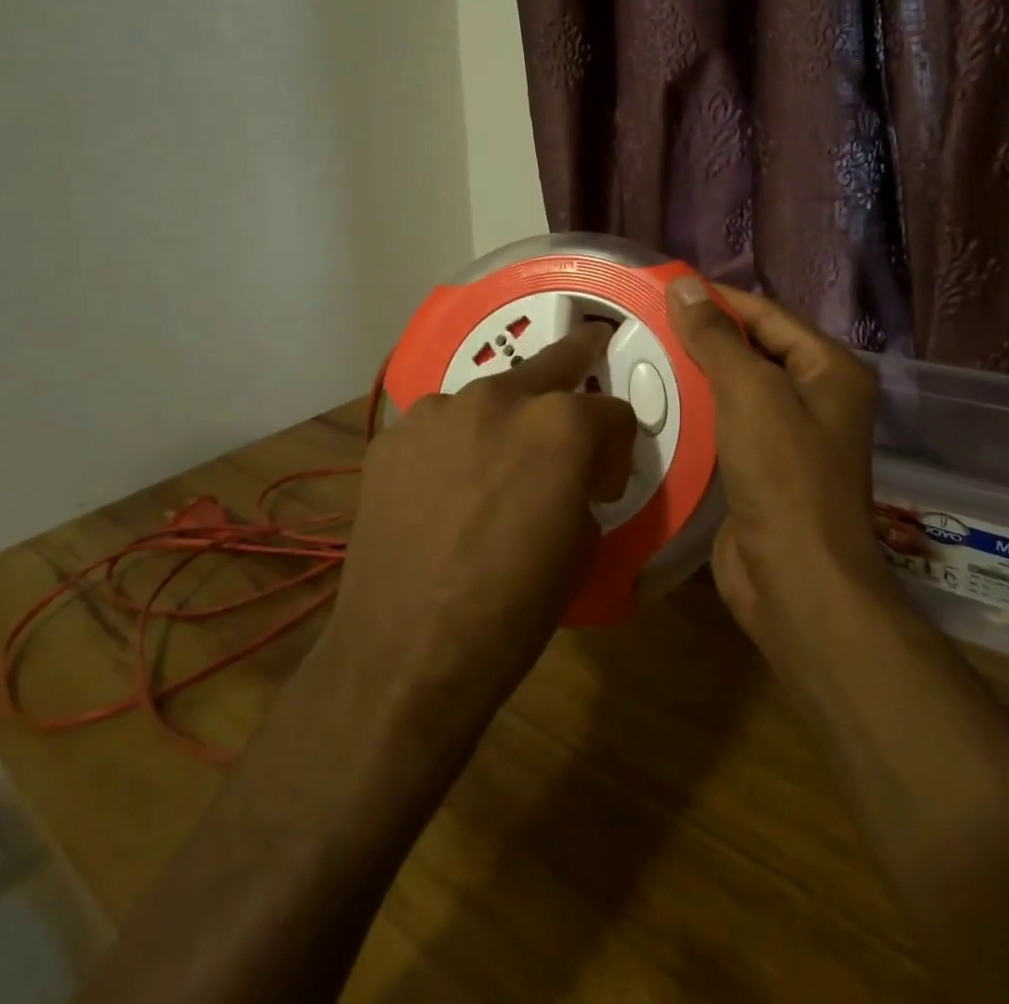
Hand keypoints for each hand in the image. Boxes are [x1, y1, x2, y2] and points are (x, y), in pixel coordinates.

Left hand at [325, 322, 637, 725]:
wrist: (404, 654)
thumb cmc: (511, 610)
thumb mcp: (581, 548)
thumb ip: (584, 486)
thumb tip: (574, 476)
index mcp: (559, 425)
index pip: (612, 411)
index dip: (616, 448)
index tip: (604, 483)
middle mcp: (497, 397)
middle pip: (551, 364)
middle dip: (577, 364)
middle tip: (590, 355)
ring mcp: (436, 411)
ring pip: (488, 396)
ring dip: (504, 420)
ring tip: (494, 467)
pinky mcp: (392, 436)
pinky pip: (439, 427)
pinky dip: (453, 446)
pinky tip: (443, 491)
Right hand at [665, 279, 888, 673]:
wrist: (796, 581)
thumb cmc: (784, 476)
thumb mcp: (750, 393)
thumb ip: (716, 337)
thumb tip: (683, 285)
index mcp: (828, 370)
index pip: (767, 314)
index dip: (717, 298)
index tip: (663, 287)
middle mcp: (815, 398)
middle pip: (752, 350)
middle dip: (702, 336)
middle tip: (643, 321)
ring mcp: (789, 437)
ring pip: (734, 389)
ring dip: (694, 374)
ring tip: (639, 356)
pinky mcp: (761, 470)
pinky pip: (724, 426)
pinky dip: (694, 413)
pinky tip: (654, 405)